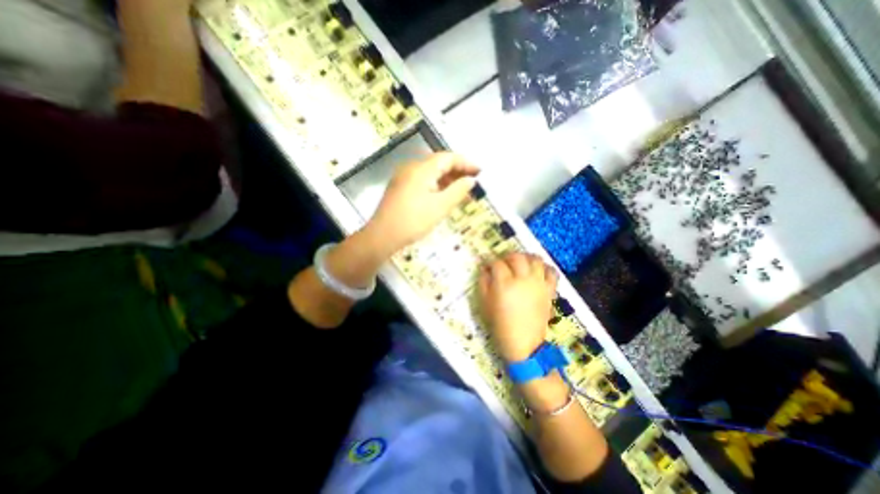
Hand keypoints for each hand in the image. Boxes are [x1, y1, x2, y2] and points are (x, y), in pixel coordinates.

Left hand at [366, 152, 480, 255]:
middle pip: (438, 163)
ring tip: (460, 189)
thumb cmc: (413, 221)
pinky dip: (435, 184)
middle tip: (472, 181)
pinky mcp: (399, 187)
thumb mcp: (440, 207)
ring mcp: (403, 177)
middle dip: (457, 170)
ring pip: (429, 172)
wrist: (382, 236)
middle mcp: (411, 167)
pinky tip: (442, 194)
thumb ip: (458, 191)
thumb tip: (471, 180)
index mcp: (421, 169)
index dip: (466, 163)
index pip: (448, 158)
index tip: (480, 172)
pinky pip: (421, 179)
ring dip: (446, 178)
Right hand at [478, 253, 559, 359]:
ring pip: (535, 259)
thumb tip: (485, 269)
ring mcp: (538, 284)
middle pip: (516, 257)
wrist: (523, 343)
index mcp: (504, 284)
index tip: (487, 265)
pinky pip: (552, 272)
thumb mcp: (484, 303)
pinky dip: (545, 267)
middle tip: (503, 262)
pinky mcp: (549, 290)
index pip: (496, 263)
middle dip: (507, 256)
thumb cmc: (500, 324)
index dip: (489, 261)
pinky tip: (538, 269)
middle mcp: (523, 279)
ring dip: (526, 257)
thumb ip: (483, 282)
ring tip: (520, 262)